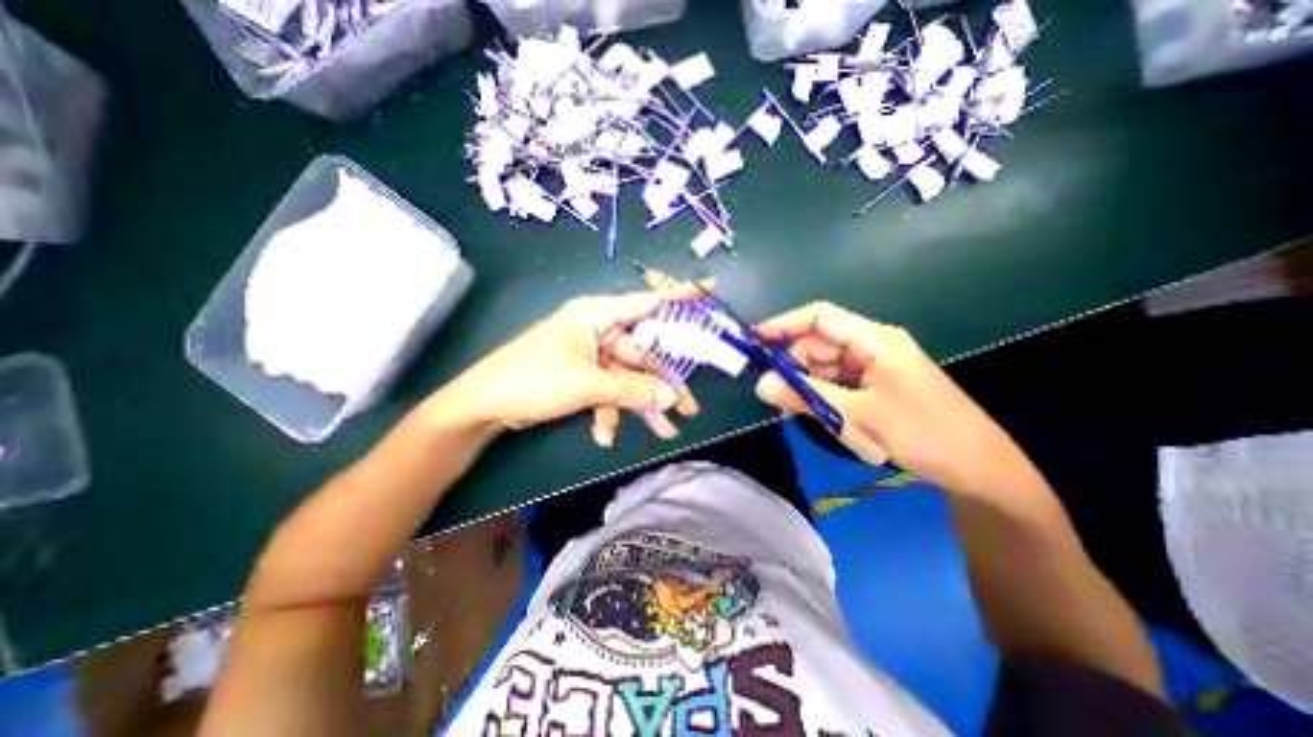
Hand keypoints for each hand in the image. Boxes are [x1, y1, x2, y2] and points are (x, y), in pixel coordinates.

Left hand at [440, 289, 702, 443]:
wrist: (484, 406)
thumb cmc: (533, 379)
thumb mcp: (587, 385)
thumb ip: (632, 389)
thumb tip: (673, 396)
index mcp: (597, 315)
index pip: (646, 302)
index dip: (679, 297)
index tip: (710, 290)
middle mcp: (598, 330)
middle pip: (642, 355)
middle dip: (662, 384)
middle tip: (689, 407)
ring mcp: (591, 354)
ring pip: (627, 378)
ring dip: (640, 405)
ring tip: (662, 431)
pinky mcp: (583, 375)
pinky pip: (608, 390)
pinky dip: (610, 412)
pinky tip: (604, 435)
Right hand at [755, 302, 1042, 497]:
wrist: (979, 468)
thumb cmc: (923, 433)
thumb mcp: (858, 415)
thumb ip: (806, 397)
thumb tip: (760, 385)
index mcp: (874, 340)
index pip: (819, 317)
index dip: (784, 324)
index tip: (754, 342)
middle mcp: (871, 346)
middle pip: (818, 344)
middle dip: (793, 366)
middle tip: (773, 394)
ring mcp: (873, 367)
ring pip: (824, 367)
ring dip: (807, 387)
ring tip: (796, 411)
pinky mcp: (874, 385)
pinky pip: (836, 384)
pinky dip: (822, 397)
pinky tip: (817, 415)